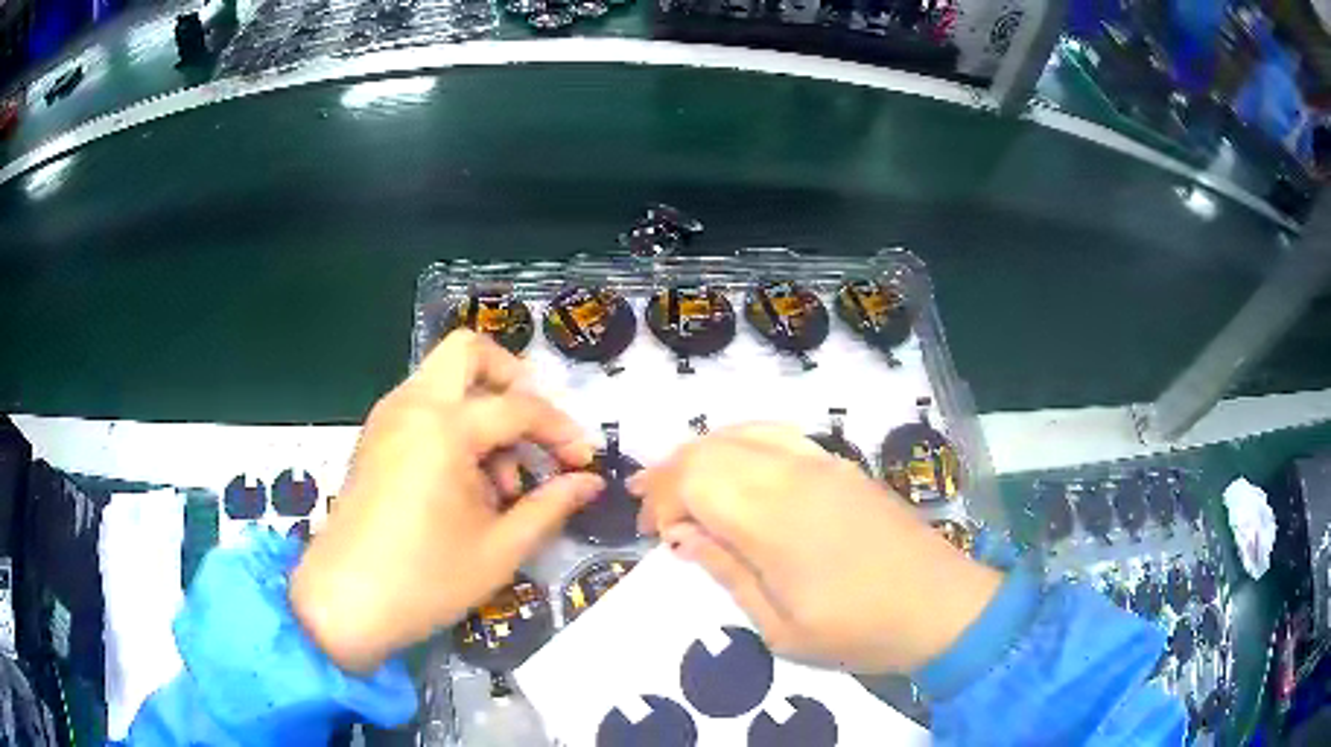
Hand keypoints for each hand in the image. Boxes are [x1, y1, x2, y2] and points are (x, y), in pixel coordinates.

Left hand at [290, 331, 603, 673]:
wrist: (344, 603)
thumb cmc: (424, 581)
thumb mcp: (499, 549)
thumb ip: (550, 506)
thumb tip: (589, 481)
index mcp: (444, 427)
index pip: (519, 407)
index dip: (561, 431)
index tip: (584, 462)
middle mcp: (412, 406)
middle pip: (468, 351)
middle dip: (512, 378)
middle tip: (536, 429)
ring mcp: (387, 419)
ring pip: (445, 379)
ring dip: (483, 407)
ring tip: (502, 478)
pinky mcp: (375, 439)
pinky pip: (424, 406)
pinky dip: (454, 424)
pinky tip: (468, 484)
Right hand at [631, 424, 1000, 673]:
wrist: (941, 607)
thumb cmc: (858, 630)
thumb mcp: (781, 628)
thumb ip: (728, 574)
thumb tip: (681, 537)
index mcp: (774, 516)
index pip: (695, 477)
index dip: (664, 501)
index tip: (657, 538)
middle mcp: (794, 473)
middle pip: (713, 447)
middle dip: (672, 472)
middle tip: (652, 508)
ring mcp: (823, 462)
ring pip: (745, 432)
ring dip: (704, 453)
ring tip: (681, 482)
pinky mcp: (843, 465)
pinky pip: (779, 435)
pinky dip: (742, 445)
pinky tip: (737, 471)